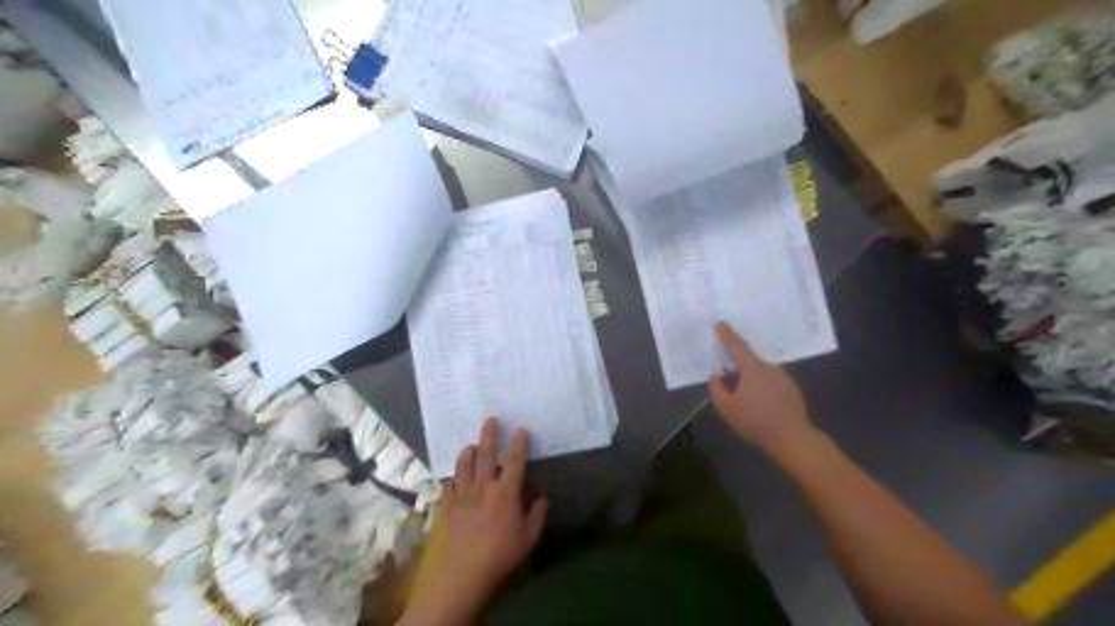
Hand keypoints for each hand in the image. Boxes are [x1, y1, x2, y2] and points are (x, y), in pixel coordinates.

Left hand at [406, 418, 550, 622]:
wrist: (458, 577)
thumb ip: (536, 517)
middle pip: (486, 454)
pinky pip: (448, 485)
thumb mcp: (527, 541)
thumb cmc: (498, 558)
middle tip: (490, 419)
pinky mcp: (444, 507)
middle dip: (489, 434)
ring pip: (463, 465)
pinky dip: (453, 478)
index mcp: (505, 494)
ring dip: (468, 453)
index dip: (519, 443)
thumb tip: (542, 498)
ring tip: (470, 446)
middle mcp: (482, 488)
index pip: (515, 461)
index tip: (520, 429)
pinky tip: (454, 479)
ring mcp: (460, 496)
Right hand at [709, 323, 817, 458]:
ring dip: (750, 378)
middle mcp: (769, 367)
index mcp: (752, 368)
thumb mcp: (726, 408)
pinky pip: (771, 382)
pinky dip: (762, 387)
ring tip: (743, 395)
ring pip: (760, 372)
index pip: (736, 346)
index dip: (726, 334)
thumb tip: (717, 375)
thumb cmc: (755, 422)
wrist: (792, 438)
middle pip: (748, 360)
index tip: (720, 323)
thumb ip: (717, 388)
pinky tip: (760, 403)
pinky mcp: (792, 389)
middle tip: (727, 375)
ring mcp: (783, 378)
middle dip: (737, 365)